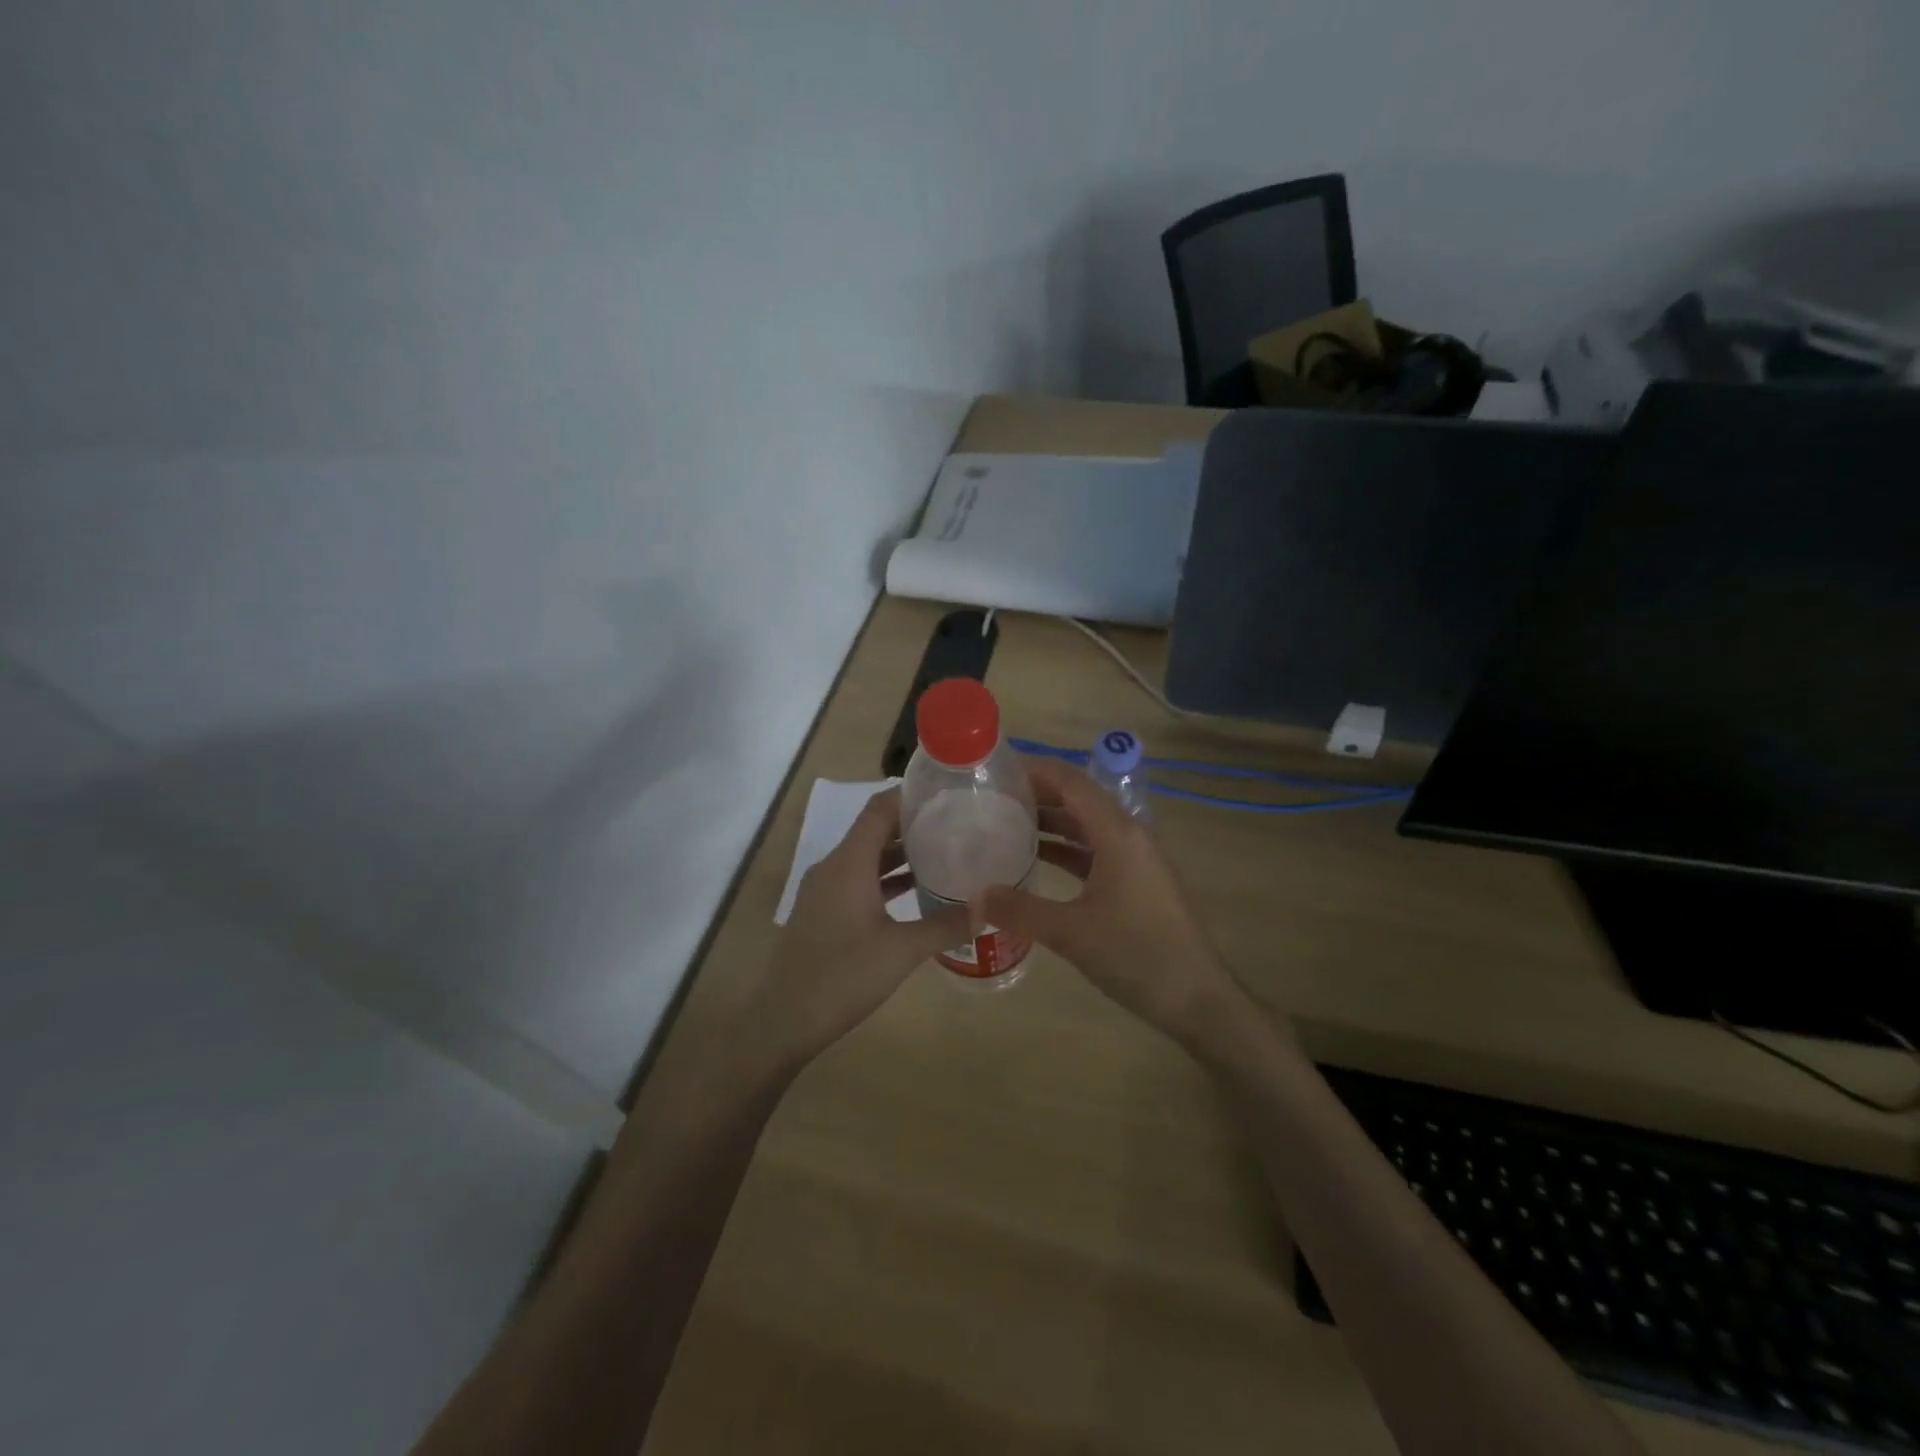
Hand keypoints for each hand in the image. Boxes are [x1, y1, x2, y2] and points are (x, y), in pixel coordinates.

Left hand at [748, 787, 970, 1067]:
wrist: (784, 1021)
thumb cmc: (843, 977)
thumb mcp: (902, 951)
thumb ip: (946, 925)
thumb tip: (987, 907)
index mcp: (849, 863)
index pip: (879, 809)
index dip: (910, 796)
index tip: (947, 793)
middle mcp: (833, 867)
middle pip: (874, 831)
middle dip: (913, 825)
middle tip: (956, 824)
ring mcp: (824, 890)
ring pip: (866, 858)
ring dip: (901, 854)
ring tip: (944, 853)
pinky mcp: (823, 912)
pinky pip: (858, 881)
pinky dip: (885, 880)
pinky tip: (916, 893)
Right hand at [980, 759, 1245, 1047]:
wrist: (1198, 1000)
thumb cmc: (1138, 955)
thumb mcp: (1071, 933)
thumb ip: (1019, 910)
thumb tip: (973, 896)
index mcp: (1118, 833)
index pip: (1071, 782)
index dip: (1034, 769)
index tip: (995, 768)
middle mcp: (1128, 836)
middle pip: (1078, 799)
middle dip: (1036, 793)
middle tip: (990, 796)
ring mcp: (1135, 860)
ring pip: (1086, 827)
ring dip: (1049, 821)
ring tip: (1004, 822)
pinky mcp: (1136, 883)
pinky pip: (1094, 852)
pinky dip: (1064, 849)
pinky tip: (1035, 859)